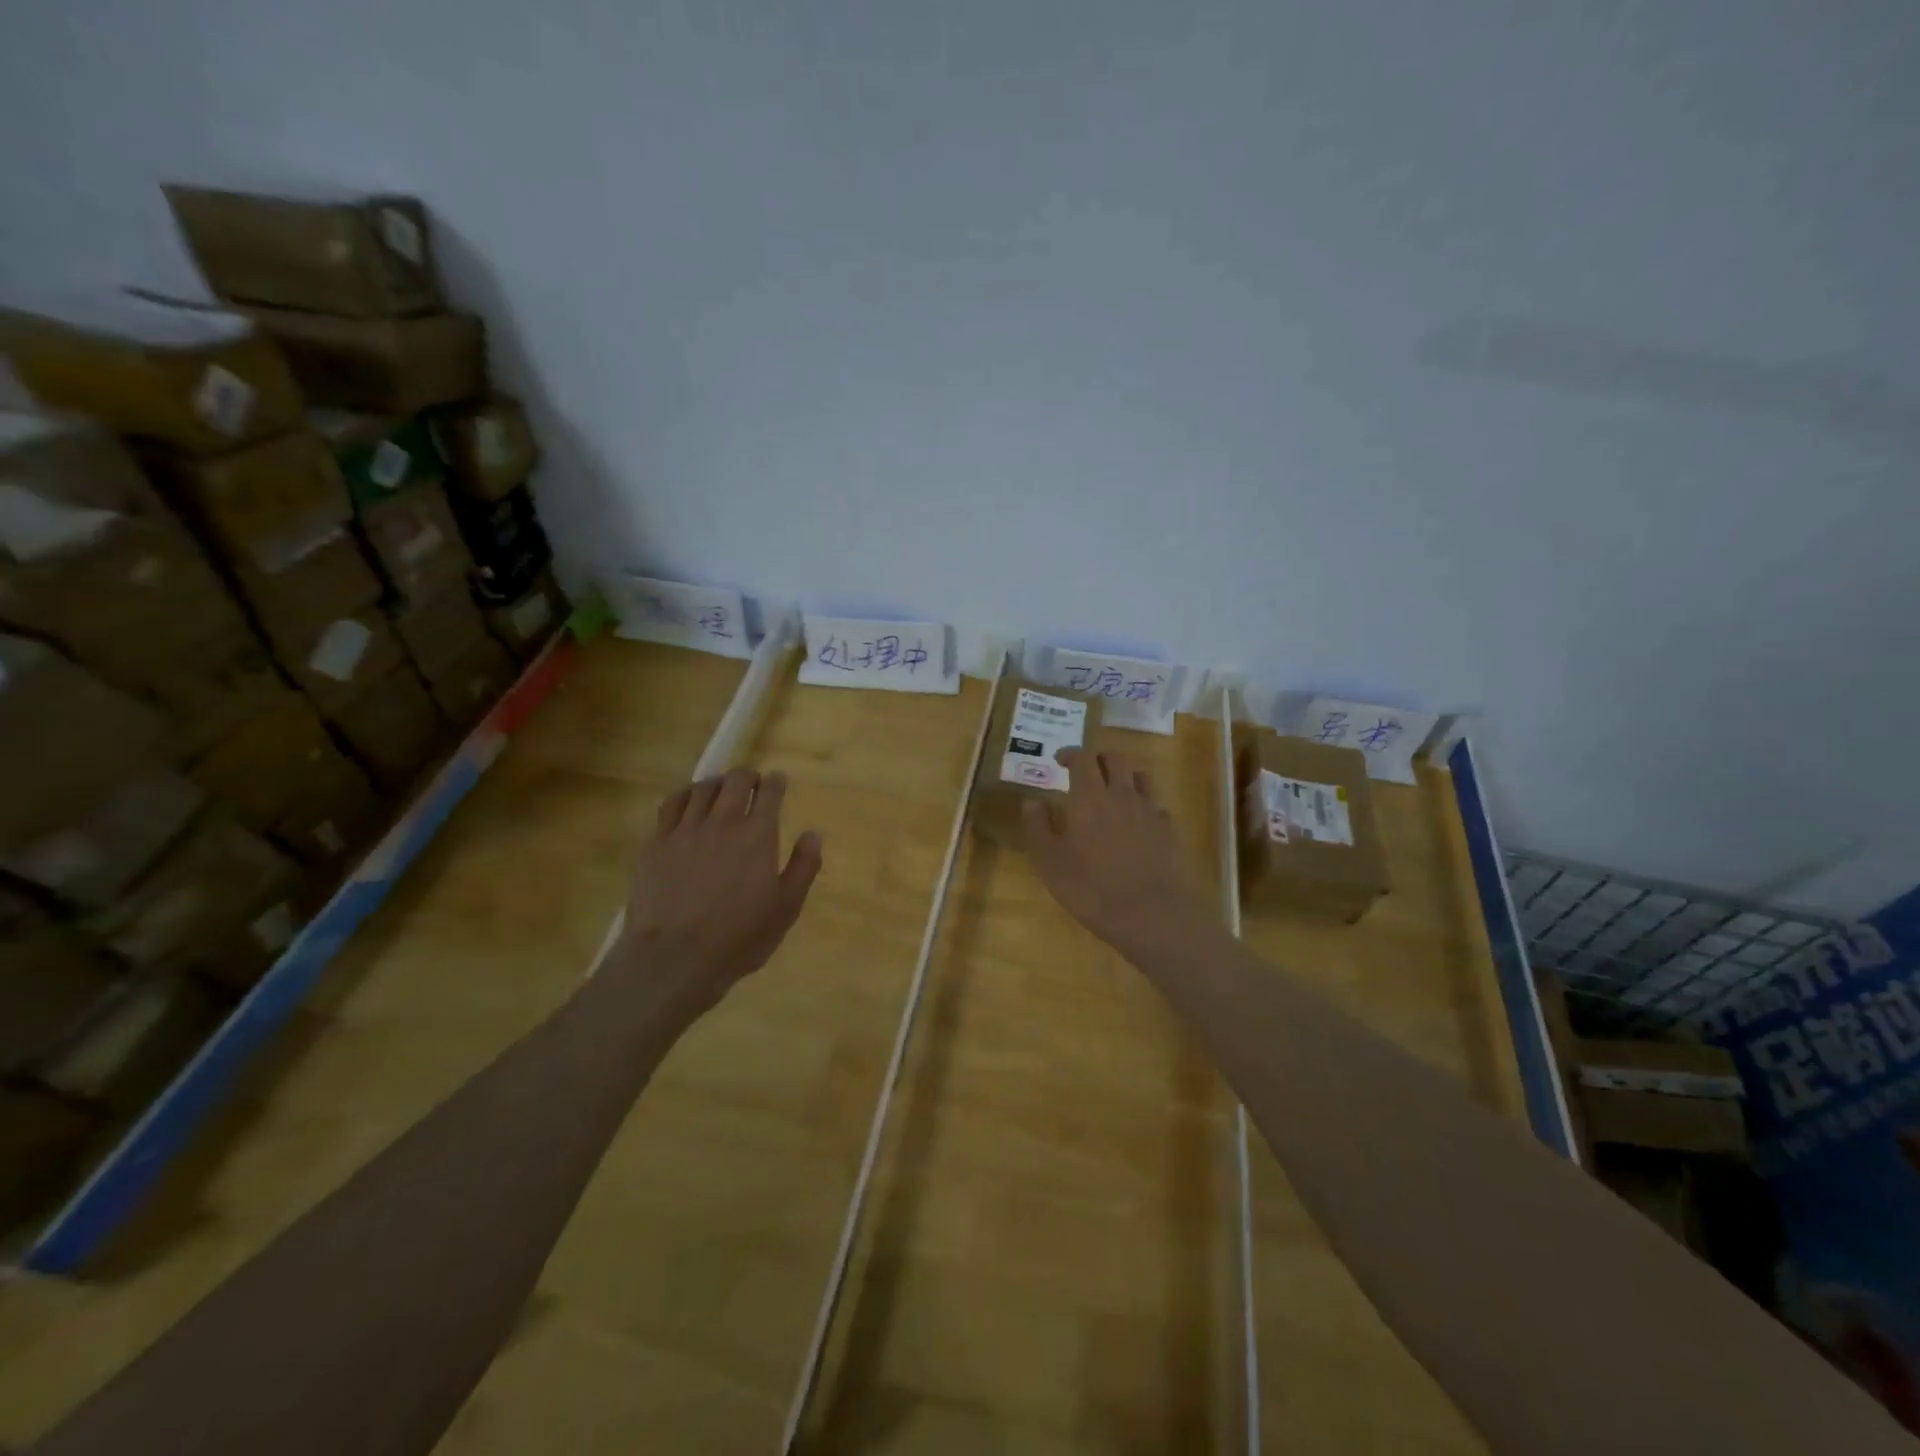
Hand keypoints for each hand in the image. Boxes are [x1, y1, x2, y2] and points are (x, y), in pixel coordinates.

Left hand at [615, 767, 822, 1015]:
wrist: (674, 957)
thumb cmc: (738, 937)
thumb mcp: (785, 909)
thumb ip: (803, 867)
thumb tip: (813, 833)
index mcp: (757, 836)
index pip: (769, 794)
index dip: (776, 783)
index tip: (778, 780)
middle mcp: (723, 823)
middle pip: (735, 782)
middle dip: (747, 777)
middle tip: (752, 783)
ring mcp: (685, 830)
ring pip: (702, 789)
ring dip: (716, 784)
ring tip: (720, 790)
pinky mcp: (656, 843)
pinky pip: (670, 805)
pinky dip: (684, 795)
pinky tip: (687, 801)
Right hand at [1021, 748, 1210, 961]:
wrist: (1151, 914)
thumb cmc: (1091, 888)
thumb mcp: (1049, 862)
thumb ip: (1038, 827)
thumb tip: (1033, 801)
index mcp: (1089, 797)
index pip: (1082, 759)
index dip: (1070, 754)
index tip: (1060, 760)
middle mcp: (1122, 795)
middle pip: (1115, 758)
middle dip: (1099, 758)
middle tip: (1086, 770)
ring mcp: (1150, 811)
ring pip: (1141, 777)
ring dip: (1125, 776)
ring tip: (1113, 790)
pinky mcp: (1170, 831)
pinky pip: (1157, 805)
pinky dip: (1144, 805)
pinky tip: (1138, 822)